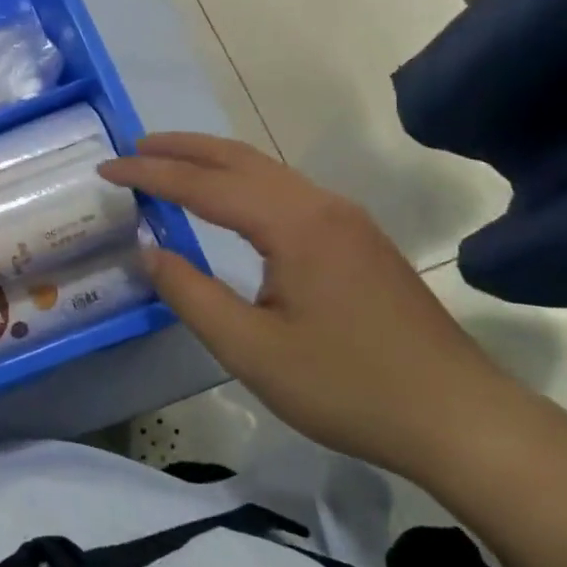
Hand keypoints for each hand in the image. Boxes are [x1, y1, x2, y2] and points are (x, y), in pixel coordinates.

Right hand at [99, 133, 523, 477]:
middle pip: (238, 157)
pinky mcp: (357, 238)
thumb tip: (148, 248)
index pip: (204, 184)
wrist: (460, 419)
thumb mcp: (252, 350)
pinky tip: (227, 201)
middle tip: (132, 149)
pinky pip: (284, 190)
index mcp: (293, 223)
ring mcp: (345, 218)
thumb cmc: (348, 387)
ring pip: (265, 170)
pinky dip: (240, 181)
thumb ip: (191, 294)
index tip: (106, 169)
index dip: (150, 174)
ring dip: (212, 161)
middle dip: (180, 148)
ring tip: (168, 164)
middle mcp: (319, 204)